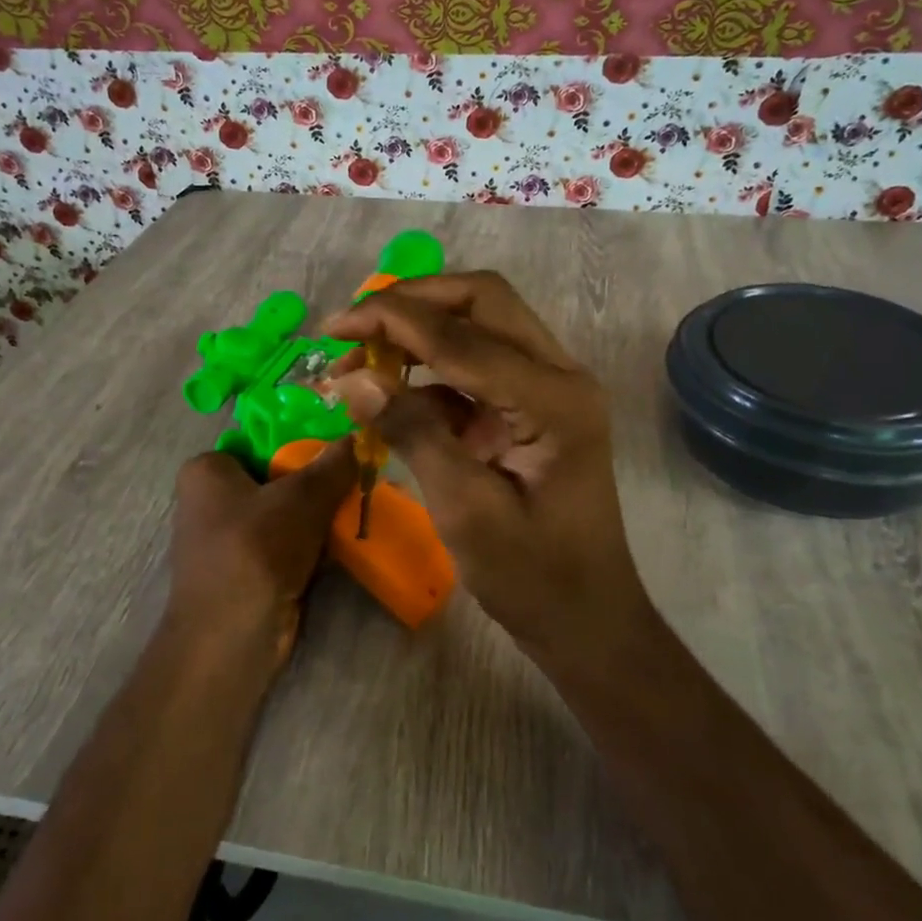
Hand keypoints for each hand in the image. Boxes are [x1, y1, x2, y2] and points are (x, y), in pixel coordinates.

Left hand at [164, 443, 357, 675]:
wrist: (233, 636)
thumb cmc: (256, 549)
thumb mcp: (303, 497)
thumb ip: (332, 464)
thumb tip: (359, 435)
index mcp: (207, 470)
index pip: (261, 440)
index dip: (302, 441)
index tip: (341, 446)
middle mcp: (209, 500)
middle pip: (275, 477)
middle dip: (316, 481)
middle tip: (358, 473)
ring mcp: (227, 539)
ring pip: (284, 512)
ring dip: (318, 514)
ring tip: (360, 502)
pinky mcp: (246, 570)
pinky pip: (285, 543)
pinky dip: (312, 542)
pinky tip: (347, 537)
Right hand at [323, 272, 651, 667]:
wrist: (587, 619)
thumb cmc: (532, 576)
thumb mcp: (465, 509)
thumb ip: (412, 433)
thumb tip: (353, 379)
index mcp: (553, 399)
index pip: (463, 335)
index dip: (393, 321)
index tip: (334, 327)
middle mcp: (561, 376)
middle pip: (483, 301)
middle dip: (413, 303)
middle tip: (353, 328)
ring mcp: (551, 389)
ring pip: (482, 325)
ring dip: (421, 332)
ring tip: (361, 361)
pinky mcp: (535, 407)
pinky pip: (480, 366)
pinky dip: (433, 371)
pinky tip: (393, 396)